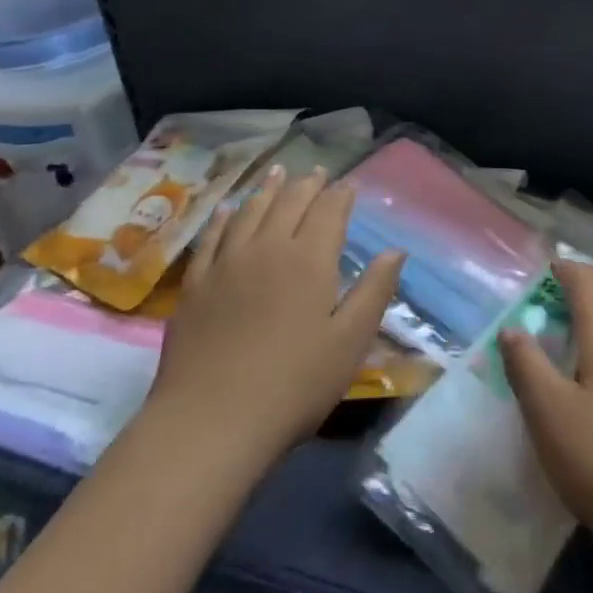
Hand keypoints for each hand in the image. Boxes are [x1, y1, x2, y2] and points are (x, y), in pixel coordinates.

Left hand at [144, 166, 404, 465]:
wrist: (211, 419)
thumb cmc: (294, 385)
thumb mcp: (350, 342)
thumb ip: (374, 291)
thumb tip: (395, 250)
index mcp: (309, 260)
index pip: (328, 212)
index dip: (340, 195)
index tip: (348, 185)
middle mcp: (267, 248)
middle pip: (289, 203)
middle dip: (306, 185)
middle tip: (316, 172)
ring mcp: (226, 263)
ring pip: (249, 212)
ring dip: (267, 189)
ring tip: (277, 173)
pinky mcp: (196, 284)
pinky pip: (211, 237)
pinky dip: (223, 217)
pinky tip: (227, 209)